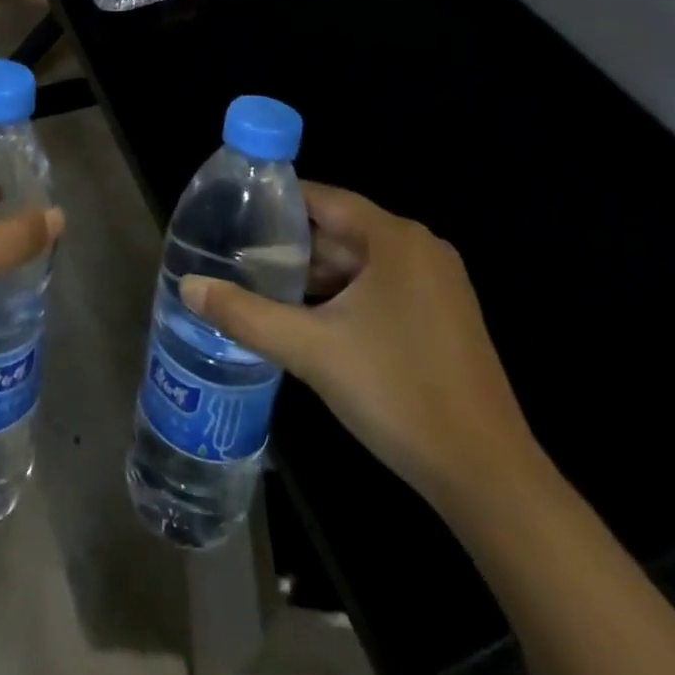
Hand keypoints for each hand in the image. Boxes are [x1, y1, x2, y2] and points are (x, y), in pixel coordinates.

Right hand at [181, 184, 540, 502]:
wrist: (487, 476)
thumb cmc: (397, 392)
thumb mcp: (310, 350)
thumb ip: (245, 314)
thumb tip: (187, 287)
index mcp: (395, 238)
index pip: (323, 198)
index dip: (277, 203)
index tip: (234, 212)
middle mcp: (420, 249)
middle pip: (341, 231)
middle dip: (292, 248)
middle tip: (239, 260)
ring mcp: (438, 284)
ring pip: (360, 263)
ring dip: (316, 277)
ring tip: (264, 289)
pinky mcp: (444, 317)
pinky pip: (382, 288)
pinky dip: (345, 297)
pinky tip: (311, 321)